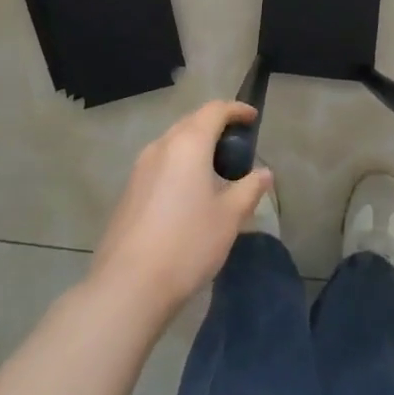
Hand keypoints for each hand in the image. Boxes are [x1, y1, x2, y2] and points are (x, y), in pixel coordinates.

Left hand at [90, 101, 272, 317]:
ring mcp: (140, 167)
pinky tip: (189, 193)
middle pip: (191, 122)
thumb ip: (249, 189)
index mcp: (188, 144)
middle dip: (215, 126)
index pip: (214, 110)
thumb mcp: (229, 217)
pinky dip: (179, 165)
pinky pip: (160, 163)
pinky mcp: (129, 190)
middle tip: (237, 145)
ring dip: (195, 146)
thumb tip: (264, 173)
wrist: (129, 284)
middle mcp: (161, 146)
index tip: (252, 118)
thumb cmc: (188, 243)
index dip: (236, 109)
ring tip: (215, 170)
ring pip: (173, 143)